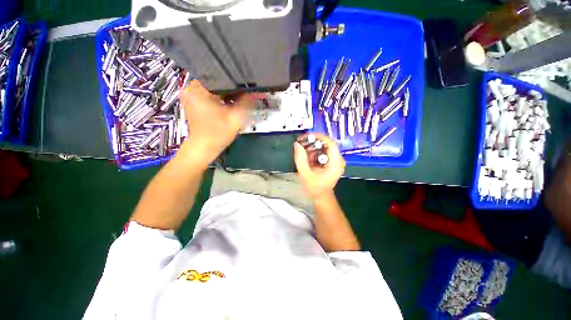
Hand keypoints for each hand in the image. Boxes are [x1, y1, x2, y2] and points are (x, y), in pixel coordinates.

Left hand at [180, 80, 257, 163]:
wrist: (204, 147)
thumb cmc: (218, 133)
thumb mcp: (236, 117)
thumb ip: (246, 102)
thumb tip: (255, 91)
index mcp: (199, 89)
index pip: (220, 75)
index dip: (235, 79)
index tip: (246, 83)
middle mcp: (191, 87)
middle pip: (216, 80)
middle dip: (231, 86)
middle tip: (245, 90)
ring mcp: (191, 94)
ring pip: (214, 86)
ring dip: (226, 91)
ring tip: (239, 96)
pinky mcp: (193, 100)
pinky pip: (209, 92)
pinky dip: (220, 96)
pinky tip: (229, 101)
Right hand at [293, 133, 345, 200]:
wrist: (320, 197)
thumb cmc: (314, 188)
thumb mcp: (305, 174)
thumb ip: (300, 159)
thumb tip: (297, 144)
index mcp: (336, 163)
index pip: (331, 143)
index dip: (319, 137)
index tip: (307, 136)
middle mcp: (338, 160)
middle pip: (327, 144)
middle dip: (313, 143)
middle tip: (301, 144)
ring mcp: (335, 160)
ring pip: (323, 147)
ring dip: (312, 148)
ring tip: (303, 154)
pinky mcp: (331, 161)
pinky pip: (322, 152)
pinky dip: (314, 152)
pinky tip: (307, 158)